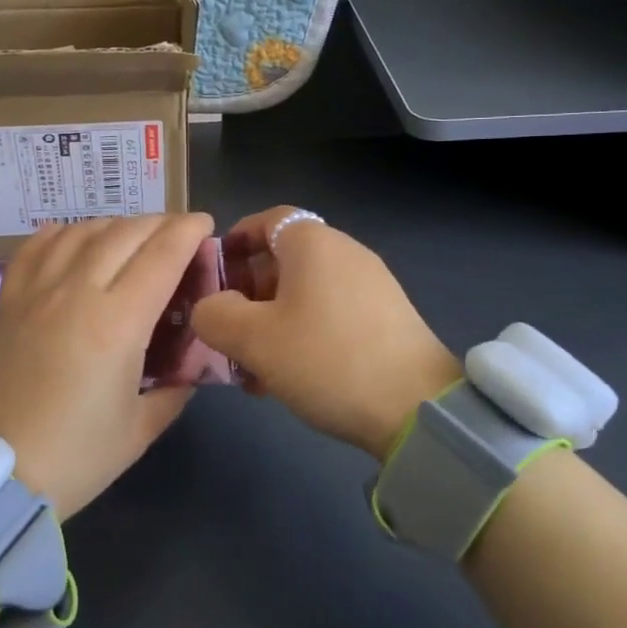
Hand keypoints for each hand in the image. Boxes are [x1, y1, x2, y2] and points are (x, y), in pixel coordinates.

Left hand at [0, 212, 214, 517]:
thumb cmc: (75, 457)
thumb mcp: (141, 428)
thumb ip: (175, 388)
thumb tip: (188, 364)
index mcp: (118, 323)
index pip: (162, 255)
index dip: (188, 232)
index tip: (205, 224)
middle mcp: (77, 293)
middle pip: (124, 233)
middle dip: (159, 223)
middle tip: (178, 232)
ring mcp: (36, 292)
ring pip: (81, 232)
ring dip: (115, 224)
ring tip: (132, 235)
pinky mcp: (8, 301)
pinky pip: (34, 247)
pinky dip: (61, 233)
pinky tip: (74, 238)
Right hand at [191, 207, 461, 458]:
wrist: (416, 408)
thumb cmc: (326, 359)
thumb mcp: (253, 339)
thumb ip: (215, 315)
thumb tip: (209, 307)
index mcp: (313, 244)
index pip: (267, 219)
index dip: (234, 241)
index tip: (212, 274)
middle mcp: (345, 253)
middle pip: (283, 259)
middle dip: (247, 293)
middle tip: (226, 332)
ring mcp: (371, 285)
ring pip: (304, 293)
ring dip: (271, 321)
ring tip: (253, 367)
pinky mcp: (386, 318)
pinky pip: (330, 313)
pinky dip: (302, 333)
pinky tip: (289, 377)